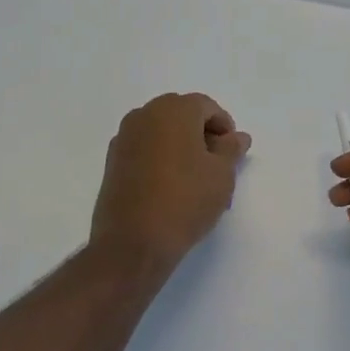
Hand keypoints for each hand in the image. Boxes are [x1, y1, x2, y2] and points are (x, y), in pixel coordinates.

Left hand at [90, 93, 249, 274]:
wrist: (132, 244)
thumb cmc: (185, 200)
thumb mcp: (222, 174)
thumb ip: (232, 149)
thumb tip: (237, 137)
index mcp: (173, 109)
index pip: (207, 107)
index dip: (224, 128)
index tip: (232, 155)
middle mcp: (145, 115)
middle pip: (182, 115)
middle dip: (202, 135)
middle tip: (217, 166)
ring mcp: (124, 138)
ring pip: (162, 133)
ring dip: (181, 148)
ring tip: (196, 181)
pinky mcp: (112, 163)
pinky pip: (145, 149)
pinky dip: (161, 159)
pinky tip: (171, 188)